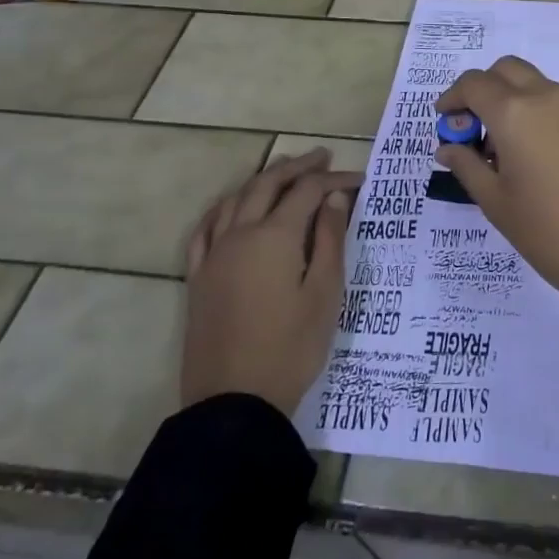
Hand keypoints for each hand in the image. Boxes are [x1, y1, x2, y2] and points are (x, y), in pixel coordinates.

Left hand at [181, 148, 361, 413]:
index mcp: (275, 236)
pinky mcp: (198, 278)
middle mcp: (240, 235)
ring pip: (235, 200)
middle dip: (297, 167)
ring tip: (282, 170)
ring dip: (261, 179)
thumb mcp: (325, 292)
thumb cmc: (292, 346)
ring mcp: (214, 256)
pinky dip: (223, 208)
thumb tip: (334, 197)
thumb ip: (330, 239)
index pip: (307, 191)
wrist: (235, 401)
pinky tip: (231, 207)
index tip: (359, 180)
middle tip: (322, 156)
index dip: (334, 180)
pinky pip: (205, 229)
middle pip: (267, 185)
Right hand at [434, 57, 558, 360]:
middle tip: (469, 127)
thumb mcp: (496, 202)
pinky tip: (526, 154)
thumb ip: (468, 166)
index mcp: (516, 112)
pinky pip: (553, 101)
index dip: (453, 98)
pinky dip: (532, 110)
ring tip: (497, 148)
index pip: (474, 83)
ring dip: (508, 98)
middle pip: (506, 70)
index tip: (443, 120)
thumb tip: (448, 147)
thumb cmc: (547, 230)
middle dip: (482, 88)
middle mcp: (546, 97)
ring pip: (532, 82)